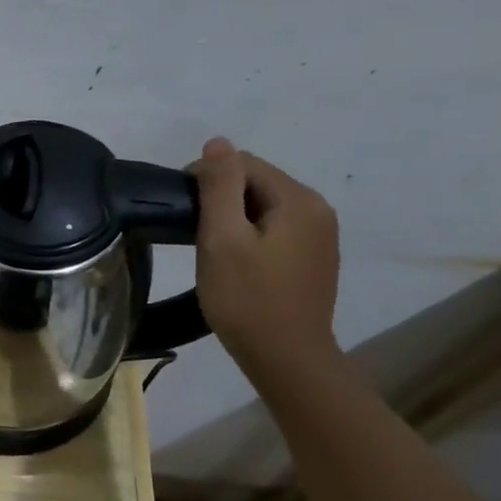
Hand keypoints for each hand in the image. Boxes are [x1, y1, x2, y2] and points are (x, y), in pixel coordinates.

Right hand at [190, 137, 341, 378]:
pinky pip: (276, 229)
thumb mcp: (222, 239)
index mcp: (299, 201)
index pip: (245, 164)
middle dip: (221, 196)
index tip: (180, 207)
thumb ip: (219, 187)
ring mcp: (321, 236)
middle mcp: (318, 210)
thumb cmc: (246, 299)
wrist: (286, 358)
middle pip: (258, 183)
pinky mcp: (314, 258)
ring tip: (208, 246)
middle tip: (191, 230)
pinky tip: (235, 260)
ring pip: (265, 207)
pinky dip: (250, 234)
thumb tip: (217, 142)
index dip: (207, 176)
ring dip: (234, 217)